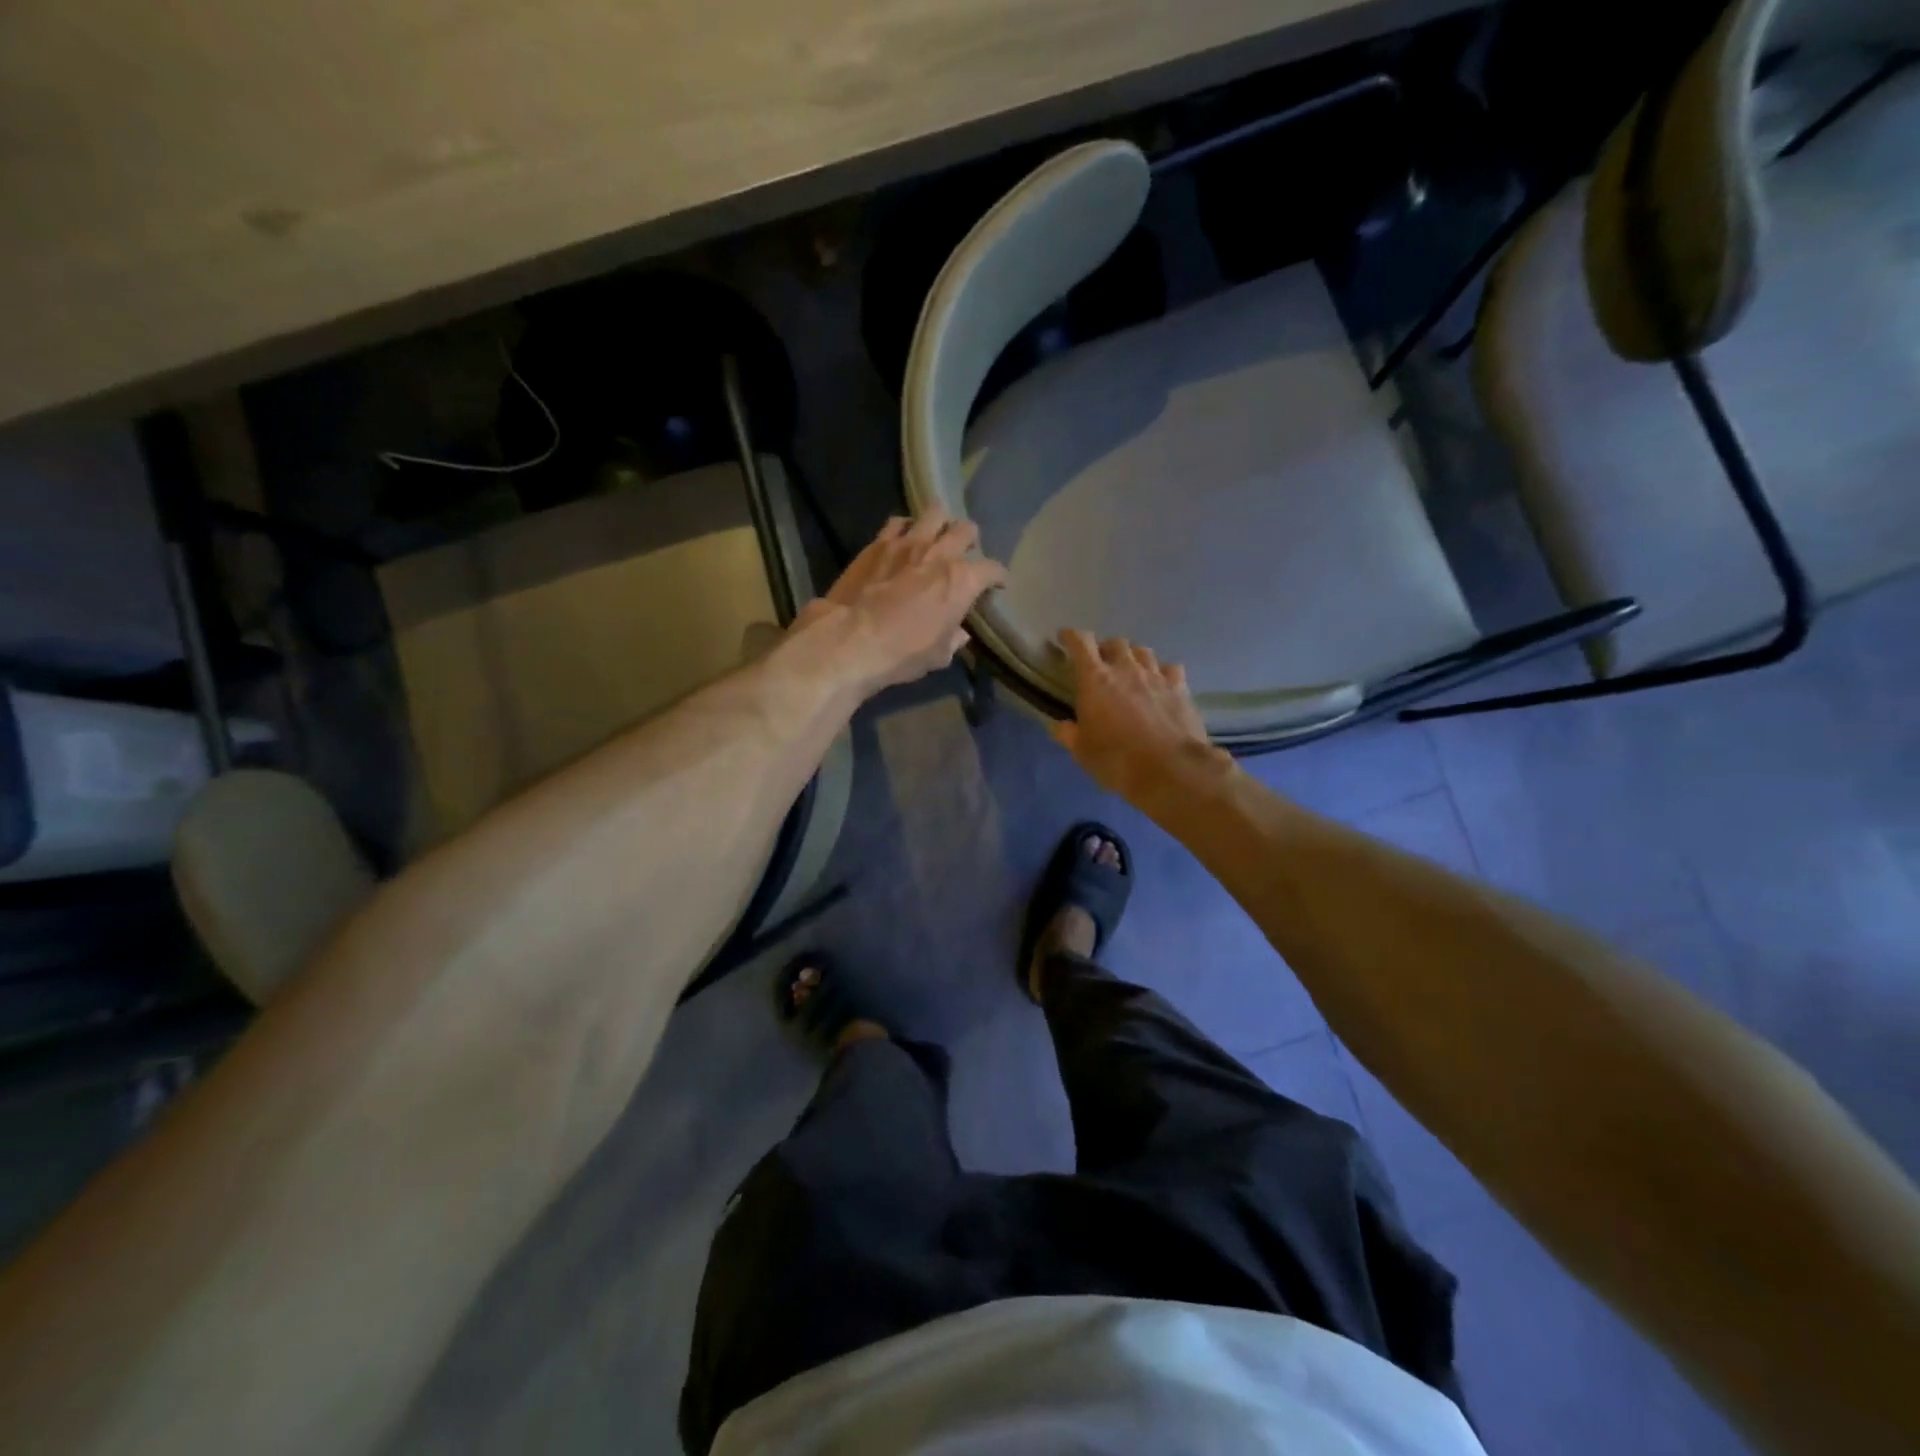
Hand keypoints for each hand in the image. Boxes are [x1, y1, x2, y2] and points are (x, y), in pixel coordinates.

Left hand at [797, 511, 1008, 693]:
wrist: (851, 639)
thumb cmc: (903, 653)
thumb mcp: (938, 655)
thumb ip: (953, 639)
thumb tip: (959, 633)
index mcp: (962, 581)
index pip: (992, 569)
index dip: (998, 577)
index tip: (998, 584)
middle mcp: (940, 554)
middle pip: (966, 530)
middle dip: (970, 540)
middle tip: (965, 553)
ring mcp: (908, 543)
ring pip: (934, 513)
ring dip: (940, 523)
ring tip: (935, 535)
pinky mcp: (878, 543)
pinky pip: (898, 522)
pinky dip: (905, 527)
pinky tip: (903, 538)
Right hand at [1050, 629, 1218, 802]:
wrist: (1170, 769)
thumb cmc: (1117, 760)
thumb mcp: (1082, 752)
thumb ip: (1068, 734)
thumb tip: (1059, 726)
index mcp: (1095, 679)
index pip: (1080, 643)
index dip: (1071, 636)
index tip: (1064, 637)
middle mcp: (1126, 669)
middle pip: (1115, 642)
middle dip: (1105, 648)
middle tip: (1101, 663)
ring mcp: (1156, 676)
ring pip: (1143, 651)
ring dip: (1133, 657)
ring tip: (1130, 670)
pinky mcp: (1180, 688)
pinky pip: (1170, 668)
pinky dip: (1161, 672)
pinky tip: (1160, 683)